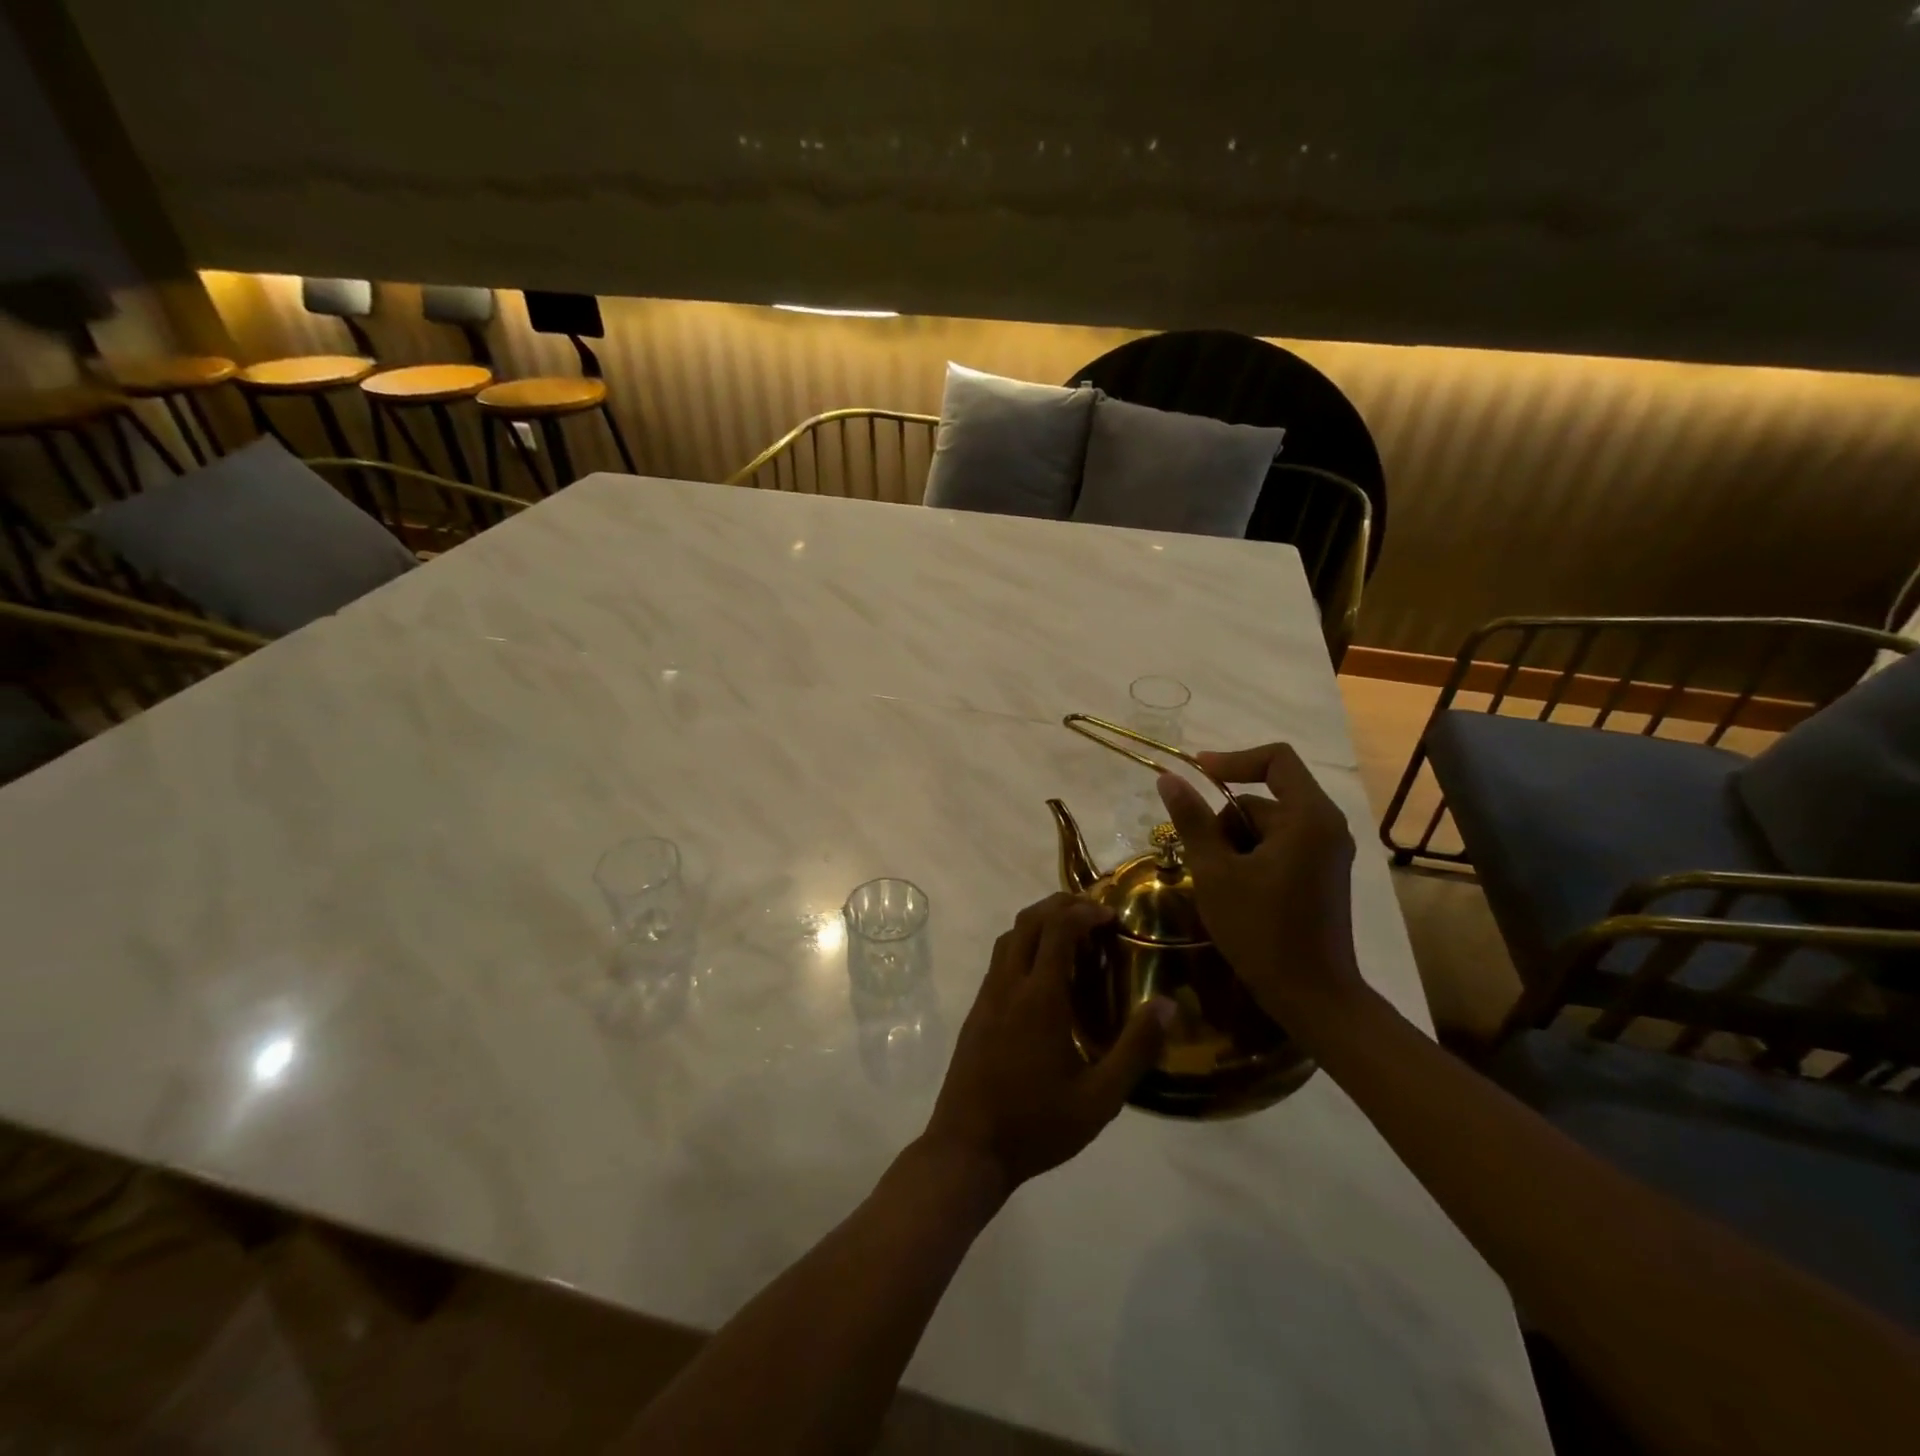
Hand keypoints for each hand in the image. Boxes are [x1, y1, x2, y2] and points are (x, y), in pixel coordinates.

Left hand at [921, 894, 1171, 1198]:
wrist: (968, 1148)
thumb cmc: (1037, 1125)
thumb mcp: (1100, 1098)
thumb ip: (1135, 1049)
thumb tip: (1168, 1005)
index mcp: (1039, 998)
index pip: (1058, 928)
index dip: (1084, 911)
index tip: (1112, 914)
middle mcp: (1008, 985)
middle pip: (1029, 921)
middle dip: (1061, 905)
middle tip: (1094, 913)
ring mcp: (987, 996)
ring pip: (1009, 936)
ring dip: (1039, 922)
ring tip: (1072, 935)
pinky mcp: (976, 1011)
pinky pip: (1000, 960)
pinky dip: (1024, 945)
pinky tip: (1045, 974)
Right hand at [1155, 743, 1363, 1027]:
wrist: (1312, 997)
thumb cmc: (1261, 931)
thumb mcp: (1214, 873)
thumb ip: (1191, 820)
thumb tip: (1169, 778)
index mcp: (1308, 817)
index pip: (1276, 759)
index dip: (1233, 759)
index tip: (1196, 774)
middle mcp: (1326, 826)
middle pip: (1264, 799)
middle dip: (1226, 822)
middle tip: (1203, 861)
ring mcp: (1327, 852)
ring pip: (1267, 826)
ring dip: (1235, 844)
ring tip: (1219, 884)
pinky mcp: (1322, 874)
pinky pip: (1279, 846)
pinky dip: (1252, 858)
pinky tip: (1237, 892)